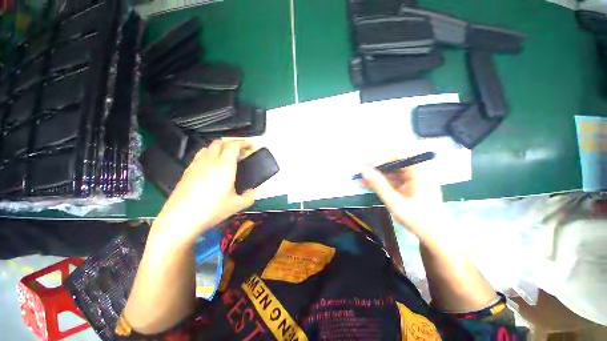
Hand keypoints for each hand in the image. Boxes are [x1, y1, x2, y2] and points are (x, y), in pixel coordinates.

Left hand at [152, 140, 255, 244]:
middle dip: (231, 144)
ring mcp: (196, 165)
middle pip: (219, 143)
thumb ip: (250, 196)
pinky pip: (199, 156)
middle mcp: (210, 161)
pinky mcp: (187, 171)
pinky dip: (208, 156)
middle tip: (239, 153)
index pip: (233, 146)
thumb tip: (252, 191)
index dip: (243, 142)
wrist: (181, 219)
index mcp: (225, 166)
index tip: (250, 146)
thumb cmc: (212, 210)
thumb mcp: (237, 205)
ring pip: (208, 148)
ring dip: (218, 149)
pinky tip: (210, 169)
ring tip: (225, 159)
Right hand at [362, 163, 443, 240]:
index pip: (399, 156)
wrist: (436, 235)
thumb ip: (379, 185)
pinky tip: (370, 185)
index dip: (381, 159)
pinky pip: (393, 178)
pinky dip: (381, 181)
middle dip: (377, 167)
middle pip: (394, 162)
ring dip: (377, 175)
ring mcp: (414, 178)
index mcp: (420, 172)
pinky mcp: (410, 184)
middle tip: (362, 174)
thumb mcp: (395, 203)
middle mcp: (418, 171)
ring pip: (391, 170)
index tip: (366, 166)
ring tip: (362, 181)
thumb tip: (364, 170)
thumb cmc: (418, 220)